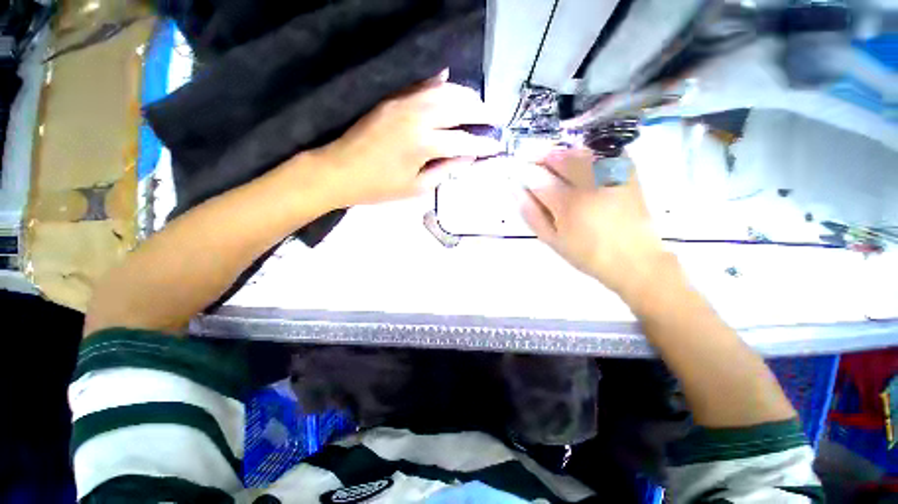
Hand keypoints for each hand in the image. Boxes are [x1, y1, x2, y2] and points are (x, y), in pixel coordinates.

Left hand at [312, 72, 501, 207]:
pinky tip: (449, 79)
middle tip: (494, 119)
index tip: (497, 145)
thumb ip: (444, 170)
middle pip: (459, 107)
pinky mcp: (393, 99)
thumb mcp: (416, 187)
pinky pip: (421, 85)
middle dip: (481, 113)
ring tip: (478, 105)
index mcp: (424, 145)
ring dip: (465, 95)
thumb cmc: (379, 187)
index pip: (463, 142)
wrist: (340, 170)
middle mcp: (418, 117)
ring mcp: (404, 103)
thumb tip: (466, 158)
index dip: (483, 145)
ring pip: (444, 90)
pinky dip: (439, 82)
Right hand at [521, 148, 672, 301]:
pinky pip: (605, 152)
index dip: (524, 172)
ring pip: (580, 151)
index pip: (538, 177)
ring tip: (557, 164)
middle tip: (536, 165)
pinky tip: (583, 163)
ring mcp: (610, 176)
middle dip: (542, 157)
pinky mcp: (627, 173)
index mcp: (567, 204)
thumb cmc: (586, 254)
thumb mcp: (551, 240)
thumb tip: (515, 190)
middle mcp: (588, 184)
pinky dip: (589, 152)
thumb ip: (531, 213)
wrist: (633, 259)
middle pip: (559, 157)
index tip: (518, 172)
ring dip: (563, 153)